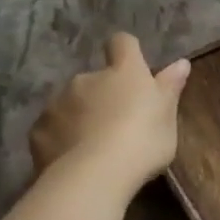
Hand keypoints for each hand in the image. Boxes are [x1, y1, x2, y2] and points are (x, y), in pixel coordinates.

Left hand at [28, 33, 190, 191]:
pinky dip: (62, 136)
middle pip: (96, 78)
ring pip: (71, 102)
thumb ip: (170, 88)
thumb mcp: (167, 117)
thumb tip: (181, 63)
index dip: (127, 51)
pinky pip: (53, 127)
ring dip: (82, 115)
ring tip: (95, 144)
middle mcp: (87, 79)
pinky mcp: (38, 129)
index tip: (134, 67)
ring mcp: (58, 103)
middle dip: (104, 94)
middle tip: (119, 122)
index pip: (123, 43)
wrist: (94, 175)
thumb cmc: (143, 141)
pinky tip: (74, 158)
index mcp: (124, 73)